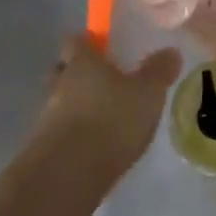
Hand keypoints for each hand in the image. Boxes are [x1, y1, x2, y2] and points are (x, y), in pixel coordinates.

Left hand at [34, 34, 182, 187]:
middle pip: (63, 70)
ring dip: (77, 106)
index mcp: (81, 62)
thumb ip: (159, 71)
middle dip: (79, 73)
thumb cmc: (112, 120)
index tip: (103, 47)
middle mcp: (59, 84)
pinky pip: (61, 131)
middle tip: (105, 81)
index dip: (88, 42)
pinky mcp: (44, 149)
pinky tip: (97, 145)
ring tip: (105, 117)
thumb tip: (170, 51)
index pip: (75, 40)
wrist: (69, 175)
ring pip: (60, 101)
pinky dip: (76, 133)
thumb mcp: (148, 93)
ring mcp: (47, 117)